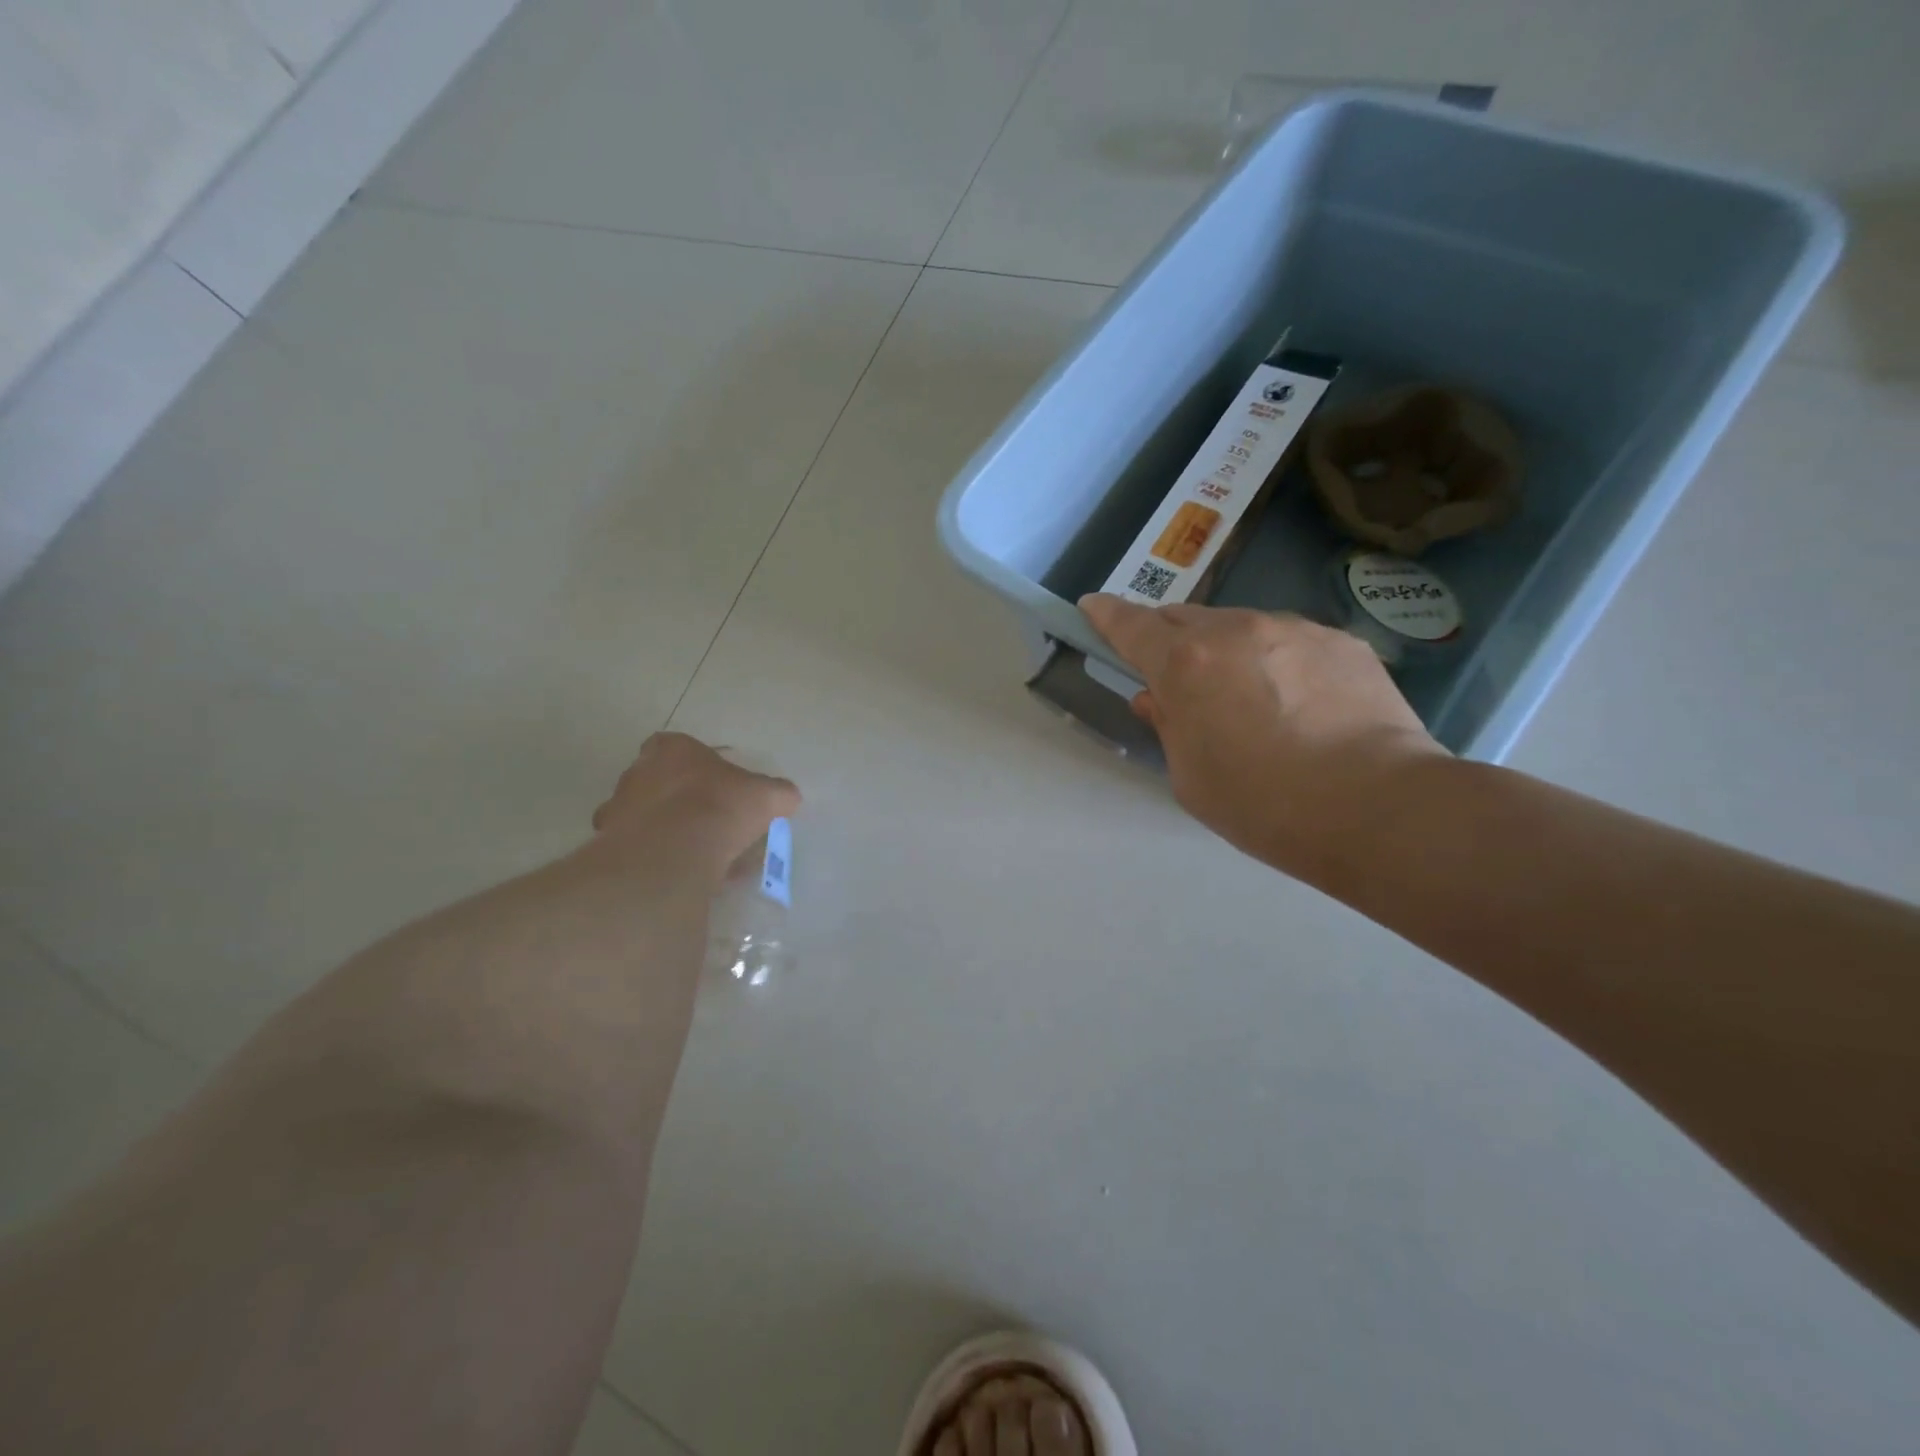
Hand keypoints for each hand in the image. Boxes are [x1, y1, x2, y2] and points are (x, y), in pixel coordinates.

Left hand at [591, 733, 799, 886]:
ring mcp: (618, 810)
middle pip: (661, 781)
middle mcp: (637, 772)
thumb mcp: (766, 796)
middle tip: (713, 822)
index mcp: (671, 749)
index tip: (721, 786)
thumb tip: (789, 798)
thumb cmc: (719, 807)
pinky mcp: (608, 847)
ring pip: (647, 818)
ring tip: (701, 856)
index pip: (679, 747)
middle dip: (684, 800)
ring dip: (669, 832)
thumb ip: (778, 793)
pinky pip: (640, 851)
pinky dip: (659, 860)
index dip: (701, 766)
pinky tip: (684, 876)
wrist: (671, 853)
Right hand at [1079, 594, 1445, 881]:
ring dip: (1227, 651)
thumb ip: (1167, 727)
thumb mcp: (1190, 777)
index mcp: (1185, 664)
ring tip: (1250, 699)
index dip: (1107, 615)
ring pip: (1240, 626)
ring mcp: (1293, 629)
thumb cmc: (1262, 804)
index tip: (1093, 607)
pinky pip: (1290, 641)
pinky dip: (1277, 661)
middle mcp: (1234, 631)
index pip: (1131, 626)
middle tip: (1177, 677)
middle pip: (1184, 618)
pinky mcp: (1340, 641)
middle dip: (1169, 639)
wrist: (1376, 807)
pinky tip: (1301, 704)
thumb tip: (1157, 698)